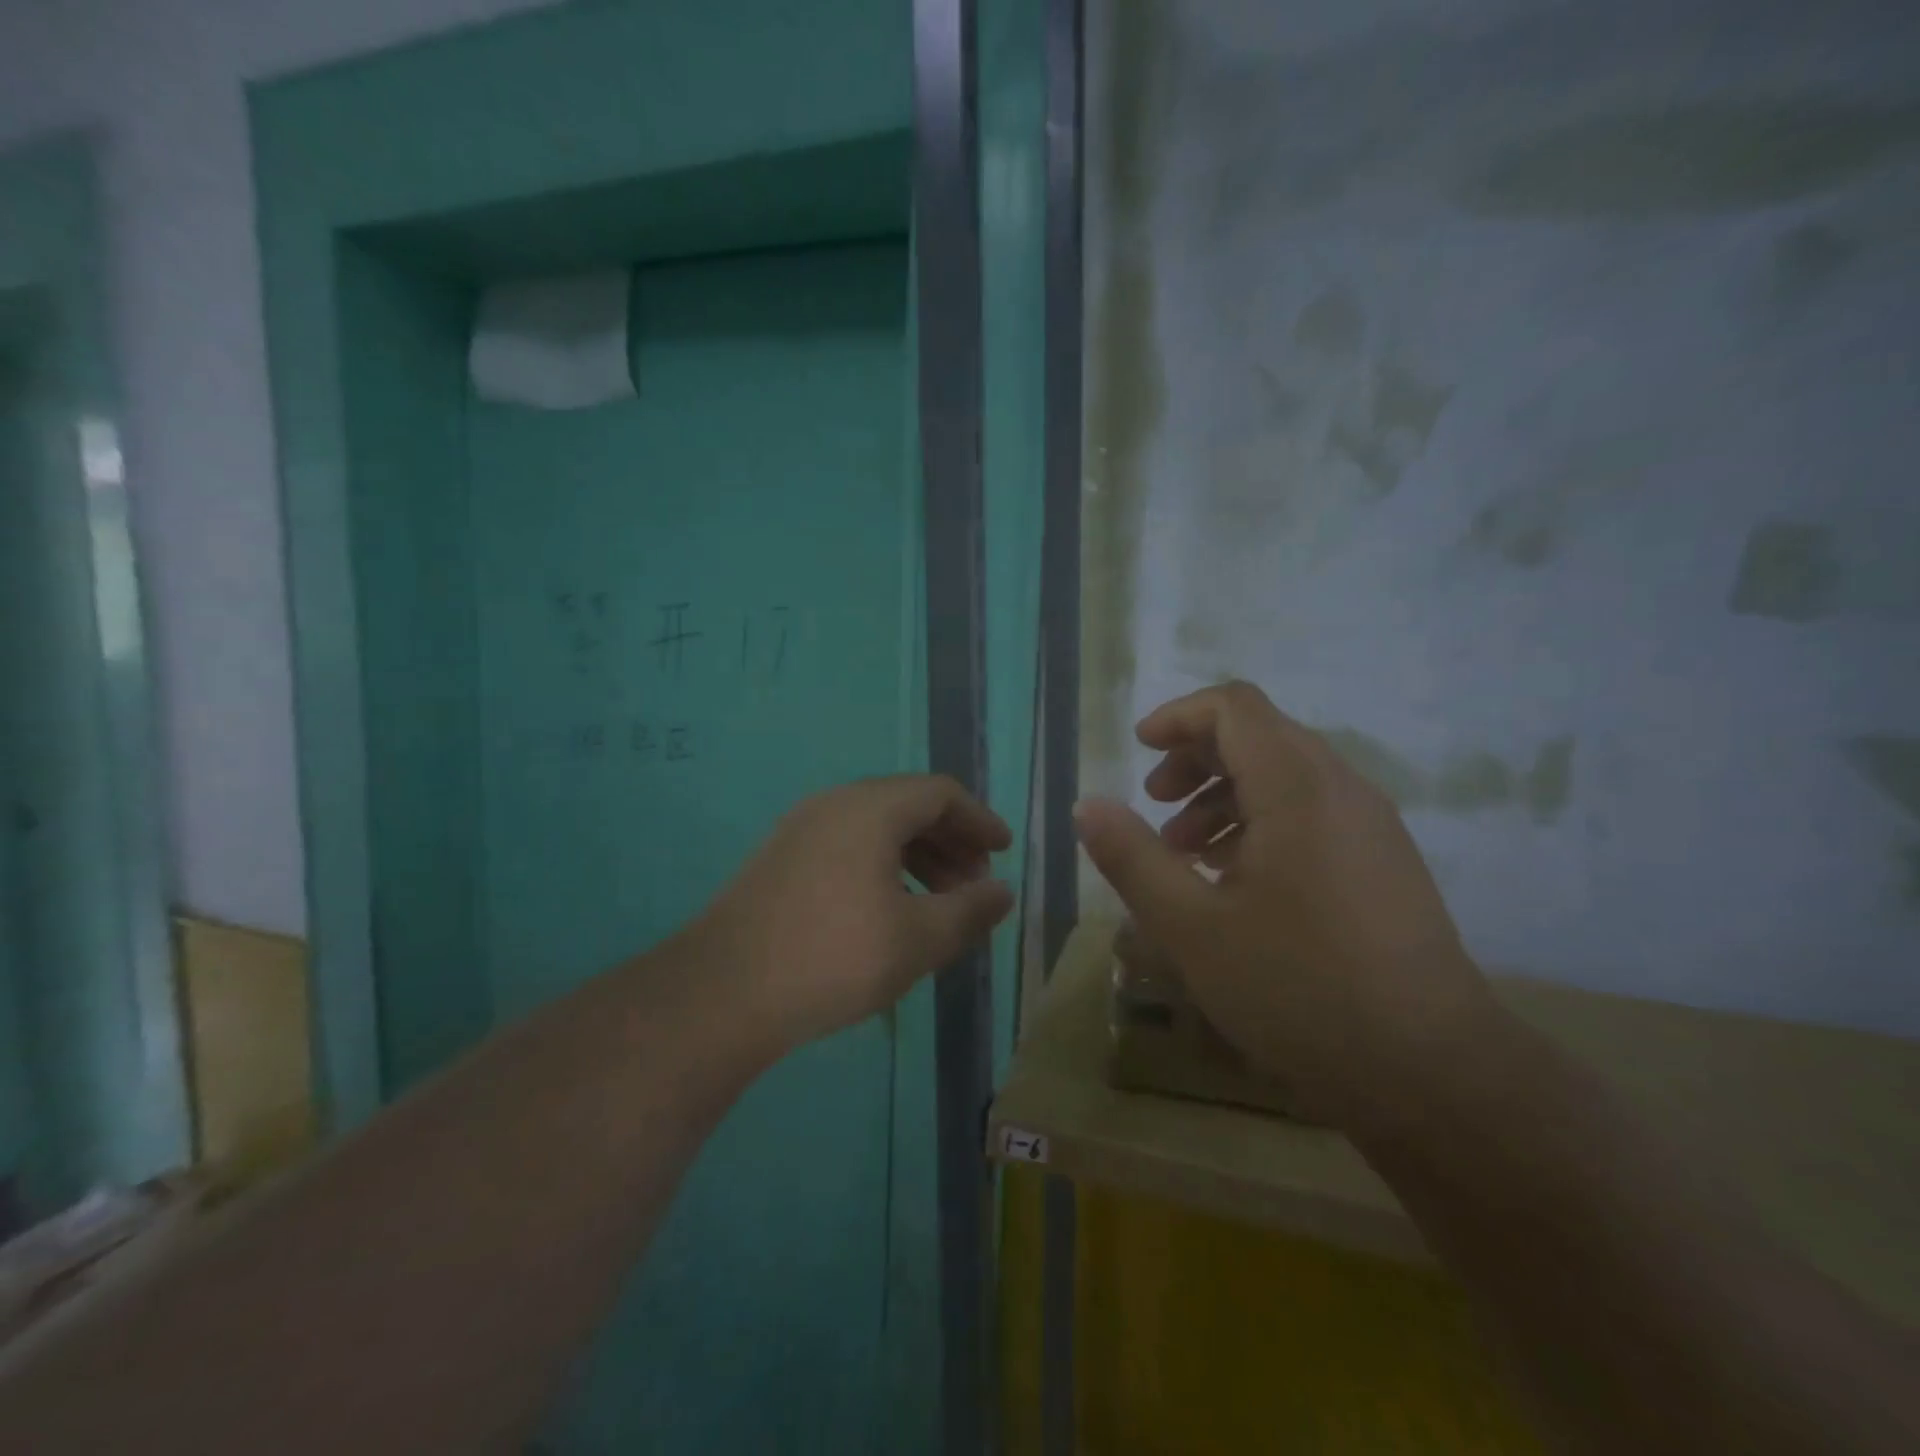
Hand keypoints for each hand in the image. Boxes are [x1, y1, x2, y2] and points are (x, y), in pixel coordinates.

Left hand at [697, 775, 1013, 1054]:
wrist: (722, 993)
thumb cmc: (833, 958)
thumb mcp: (917, 939)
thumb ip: (969, 911)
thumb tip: (1003, 892)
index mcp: (871, 808)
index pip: (940, 793)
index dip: (979, 819)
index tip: (1003, 852)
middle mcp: (835, 804)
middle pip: (908, 805)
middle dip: (951, 841)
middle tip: (974, 885)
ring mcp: (801, 829)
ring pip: (876, 827)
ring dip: (918, 856)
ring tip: (938, 903)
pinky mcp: (781, 858)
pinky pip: (848, 845)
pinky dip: (882, 865)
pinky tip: (889, 910)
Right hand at [1074, 682, 1495, 1128]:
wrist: (1432, 1073)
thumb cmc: (1299, 989)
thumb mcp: (1191, 926)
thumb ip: (1132, 857)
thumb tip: (1087, 805)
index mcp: (1297, 788)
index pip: (1235, 708)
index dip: (1179, 717)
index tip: (1139, 752)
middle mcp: (1341, 789)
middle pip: (1259, 736)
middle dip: (1196, 760)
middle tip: (1155, 807)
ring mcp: (1371, 826)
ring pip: (1286, 777)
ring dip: (1225, 796)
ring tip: (1186, 853)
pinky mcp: (1383, 862)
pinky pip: (1312, 813)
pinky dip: (1261, 823)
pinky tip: (1235, 882)